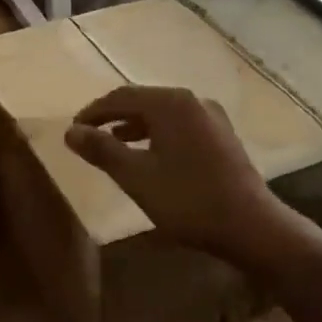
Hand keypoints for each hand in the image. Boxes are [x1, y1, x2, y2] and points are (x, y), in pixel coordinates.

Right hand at [65, 85, 295, 263]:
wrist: (250, 225)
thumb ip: (102, 150)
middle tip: (89, 137)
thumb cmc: (188, 200)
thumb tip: (71, 131)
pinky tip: (150, 157)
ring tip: (113, 146)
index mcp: (171, 103)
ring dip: (135, 127)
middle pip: (143, 100)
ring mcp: (212, 117)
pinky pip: (180, 126)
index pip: (121, 96)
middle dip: (113, 117)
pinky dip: (158, 135)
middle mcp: (193, 100)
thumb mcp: (136, 177)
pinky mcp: (222, 136)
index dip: (93, 112)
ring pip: (163, 114)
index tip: (73, 131)